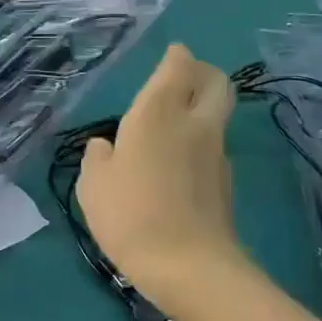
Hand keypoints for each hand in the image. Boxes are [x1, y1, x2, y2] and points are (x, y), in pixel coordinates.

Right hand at [78, 45, 241, 289]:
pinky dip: (200, 144)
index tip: (172, 54)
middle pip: (217, 83)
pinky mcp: (227, 183)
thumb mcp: (93, 185)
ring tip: (174, 125)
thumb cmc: (130, 214)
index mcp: (158, 114)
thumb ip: (98, 158)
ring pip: (218, 116)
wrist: (188, 266)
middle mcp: (194, 124)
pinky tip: (177, 165)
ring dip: (202, 110)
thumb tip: (105, 147)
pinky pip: (214, 148)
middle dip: (204, 73)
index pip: (179, 67)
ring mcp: (217, 154)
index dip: (177, 57)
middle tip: (184, 78)